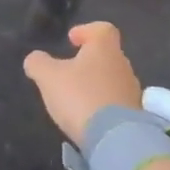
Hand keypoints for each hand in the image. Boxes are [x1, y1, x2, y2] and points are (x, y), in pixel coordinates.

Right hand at [23, 22, 142, 144]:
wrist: (116, 140)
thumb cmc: (80, 97)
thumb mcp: (48, 77)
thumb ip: (38, 63)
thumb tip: (35, 59)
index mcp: (105, 49)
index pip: (102, 29)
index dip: (86, 31)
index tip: (72, 40)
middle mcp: (123, 65)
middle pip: (107, 55)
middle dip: (89, 61)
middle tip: (69, 71)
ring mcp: (132, 91)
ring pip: (112, 79)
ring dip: (96, 84)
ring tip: (76, 97)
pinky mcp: (135, 116)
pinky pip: (117, 102)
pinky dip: (103, 105)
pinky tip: (88, 116)